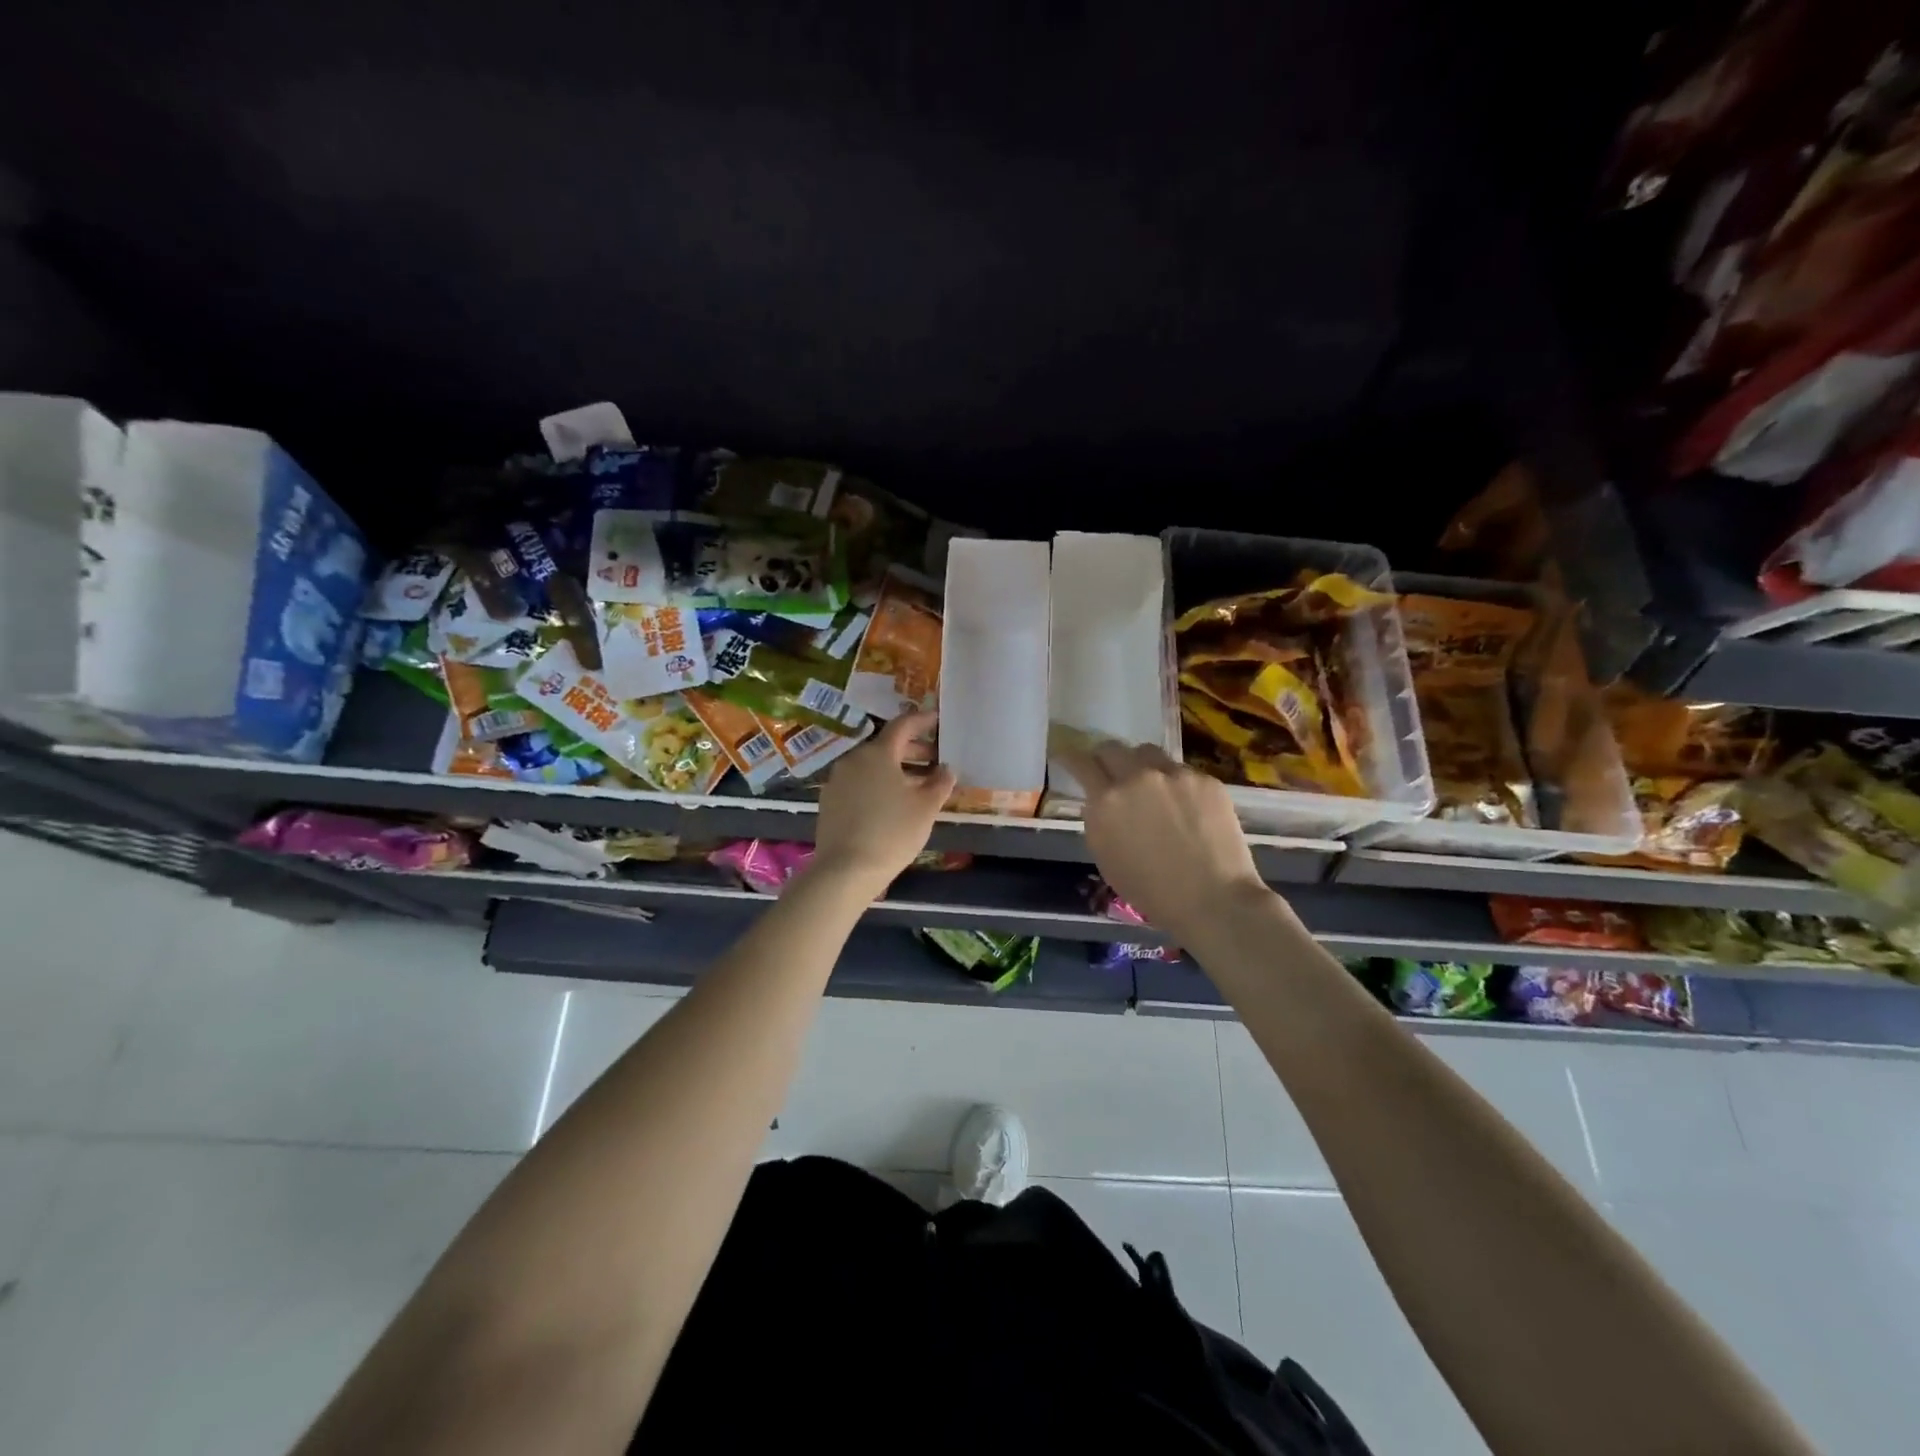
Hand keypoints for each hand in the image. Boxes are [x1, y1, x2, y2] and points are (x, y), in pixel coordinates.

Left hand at [810, 712, 955, 893]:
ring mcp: (838, 780)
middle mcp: (854, 759)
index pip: (903, 725)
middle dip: (913, 749)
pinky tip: (891, 803)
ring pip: (872, 766)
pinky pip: (860, 783)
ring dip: (896, 769)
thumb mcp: (926, 808)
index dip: (922, 721)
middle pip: (887, 746)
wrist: (845, 870)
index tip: (938, 720)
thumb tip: (946, 769)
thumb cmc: (892, 832)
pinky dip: (878, 784)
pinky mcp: (829, 801)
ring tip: (918, 785)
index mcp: (878, 753)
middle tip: (935, 758)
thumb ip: (940, 783)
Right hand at [1058, 739, 1273, 945]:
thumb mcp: (1106, 857)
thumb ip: (1099, 820)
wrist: (1213, 899)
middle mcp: (1136, 777)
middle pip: (1112, 748)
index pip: (1081, 763)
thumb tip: (1102, 801)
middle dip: (1106, 758)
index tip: (1067, 756)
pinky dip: (1176, 784)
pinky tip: (1186, 807)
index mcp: (1106, 801)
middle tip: (1110, 772)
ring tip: (1150, 786)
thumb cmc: (1151, 891)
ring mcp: (1174, 774)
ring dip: (1141, 765)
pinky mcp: (1206, 779)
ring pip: (1148, 753)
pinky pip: (1181, 771)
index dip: (1070, 757)